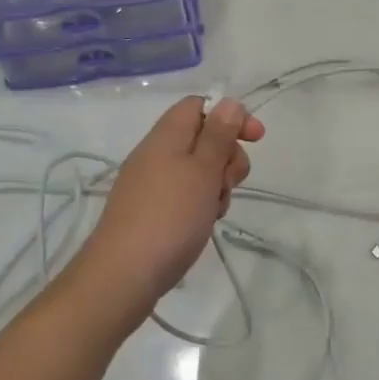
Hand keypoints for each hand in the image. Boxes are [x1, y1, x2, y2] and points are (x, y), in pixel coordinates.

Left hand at [72, 97, 264, 333]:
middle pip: (203, 138)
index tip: (255, 139)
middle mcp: (155, 154)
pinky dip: (200, 203)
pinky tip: (203, 224)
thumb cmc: (170, 216)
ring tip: (215, 210)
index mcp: (166, 136)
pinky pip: (184, 194)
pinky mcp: (150, 211)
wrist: (123, 276)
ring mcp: (150, 184)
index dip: (230, 116)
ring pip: (198, 170)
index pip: (199, 106)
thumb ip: (219, 134)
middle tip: (229, 183)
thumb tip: (229, 102)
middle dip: (227, 157)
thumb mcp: (203, 170)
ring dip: (216, 185)